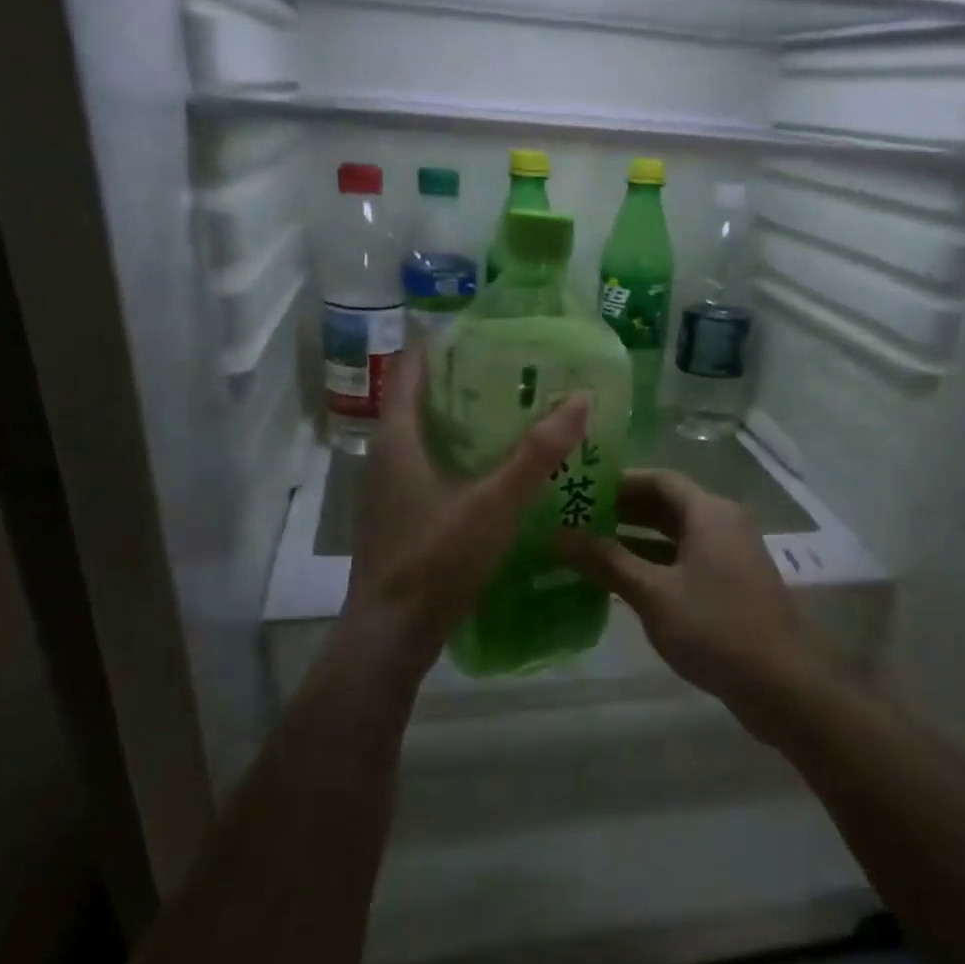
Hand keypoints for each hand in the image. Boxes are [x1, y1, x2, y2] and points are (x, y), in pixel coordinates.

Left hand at [339, 343, 588, 689]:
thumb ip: (537, 453)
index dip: (439, 344)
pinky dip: (456, 458)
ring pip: (423, 439)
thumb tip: (580, 398)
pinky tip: (492, 473)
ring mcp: (387, 491)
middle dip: (460, 382)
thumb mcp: (495, 503)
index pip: (409, 369)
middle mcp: (384, 457)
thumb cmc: (437, 559)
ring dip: (459, 423)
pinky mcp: (398, 519)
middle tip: (512, 372)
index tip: (481, 330)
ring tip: (510, 416)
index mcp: (397, 439)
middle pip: (418, 402)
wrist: (392, 633)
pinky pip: (427, 470)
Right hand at [558, 469, 822, 741]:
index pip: (658, 479)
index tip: (581, 490)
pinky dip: (655, 562)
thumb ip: (606, 561)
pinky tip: (622, 580)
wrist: (780, 683)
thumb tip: (560, 535)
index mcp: (709, 512)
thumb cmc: (714, 628)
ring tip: (590, 547)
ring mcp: (731, 554)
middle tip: (577, 519)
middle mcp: (724, 523)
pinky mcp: (732, 583)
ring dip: (636, 538)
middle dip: (623, 510)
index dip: (618, 482)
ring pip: (677, 534)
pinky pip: (687, 559)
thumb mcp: (653, 594)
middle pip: (668, 504)